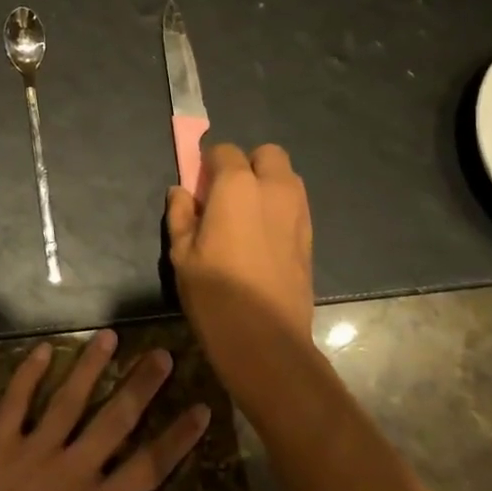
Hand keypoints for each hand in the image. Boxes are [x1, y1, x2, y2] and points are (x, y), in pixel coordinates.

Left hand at [0, 330, 208, 490]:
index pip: (151, 463)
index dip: (180, 435)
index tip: (202, 407)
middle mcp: (74, 470)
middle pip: (116, 418)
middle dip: (142, 384)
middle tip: (162, 354)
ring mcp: (34, 453)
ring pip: (69, 399)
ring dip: (90, 366)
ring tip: (109, 336)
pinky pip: (15, 402)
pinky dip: (28, 374)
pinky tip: (43, 349)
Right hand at [166, 142, 314, 395]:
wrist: (266, 339)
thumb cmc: (215, 292)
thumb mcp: (181, 253)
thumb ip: (180, 214)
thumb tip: (181, 192)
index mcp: (238, 186)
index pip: (224, 151)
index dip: (209, 164)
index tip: (200, 186)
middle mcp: (274, 189)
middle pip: (267, 154)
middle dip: (247, 164)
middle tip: (227, 195)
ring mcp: (298, 212)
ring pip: (287, 178)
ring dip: (267, 183)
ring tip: (246, 215)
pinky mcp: (310, 237)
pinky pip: (295, 205)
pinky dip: (280, 208)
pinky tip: (262, 237)